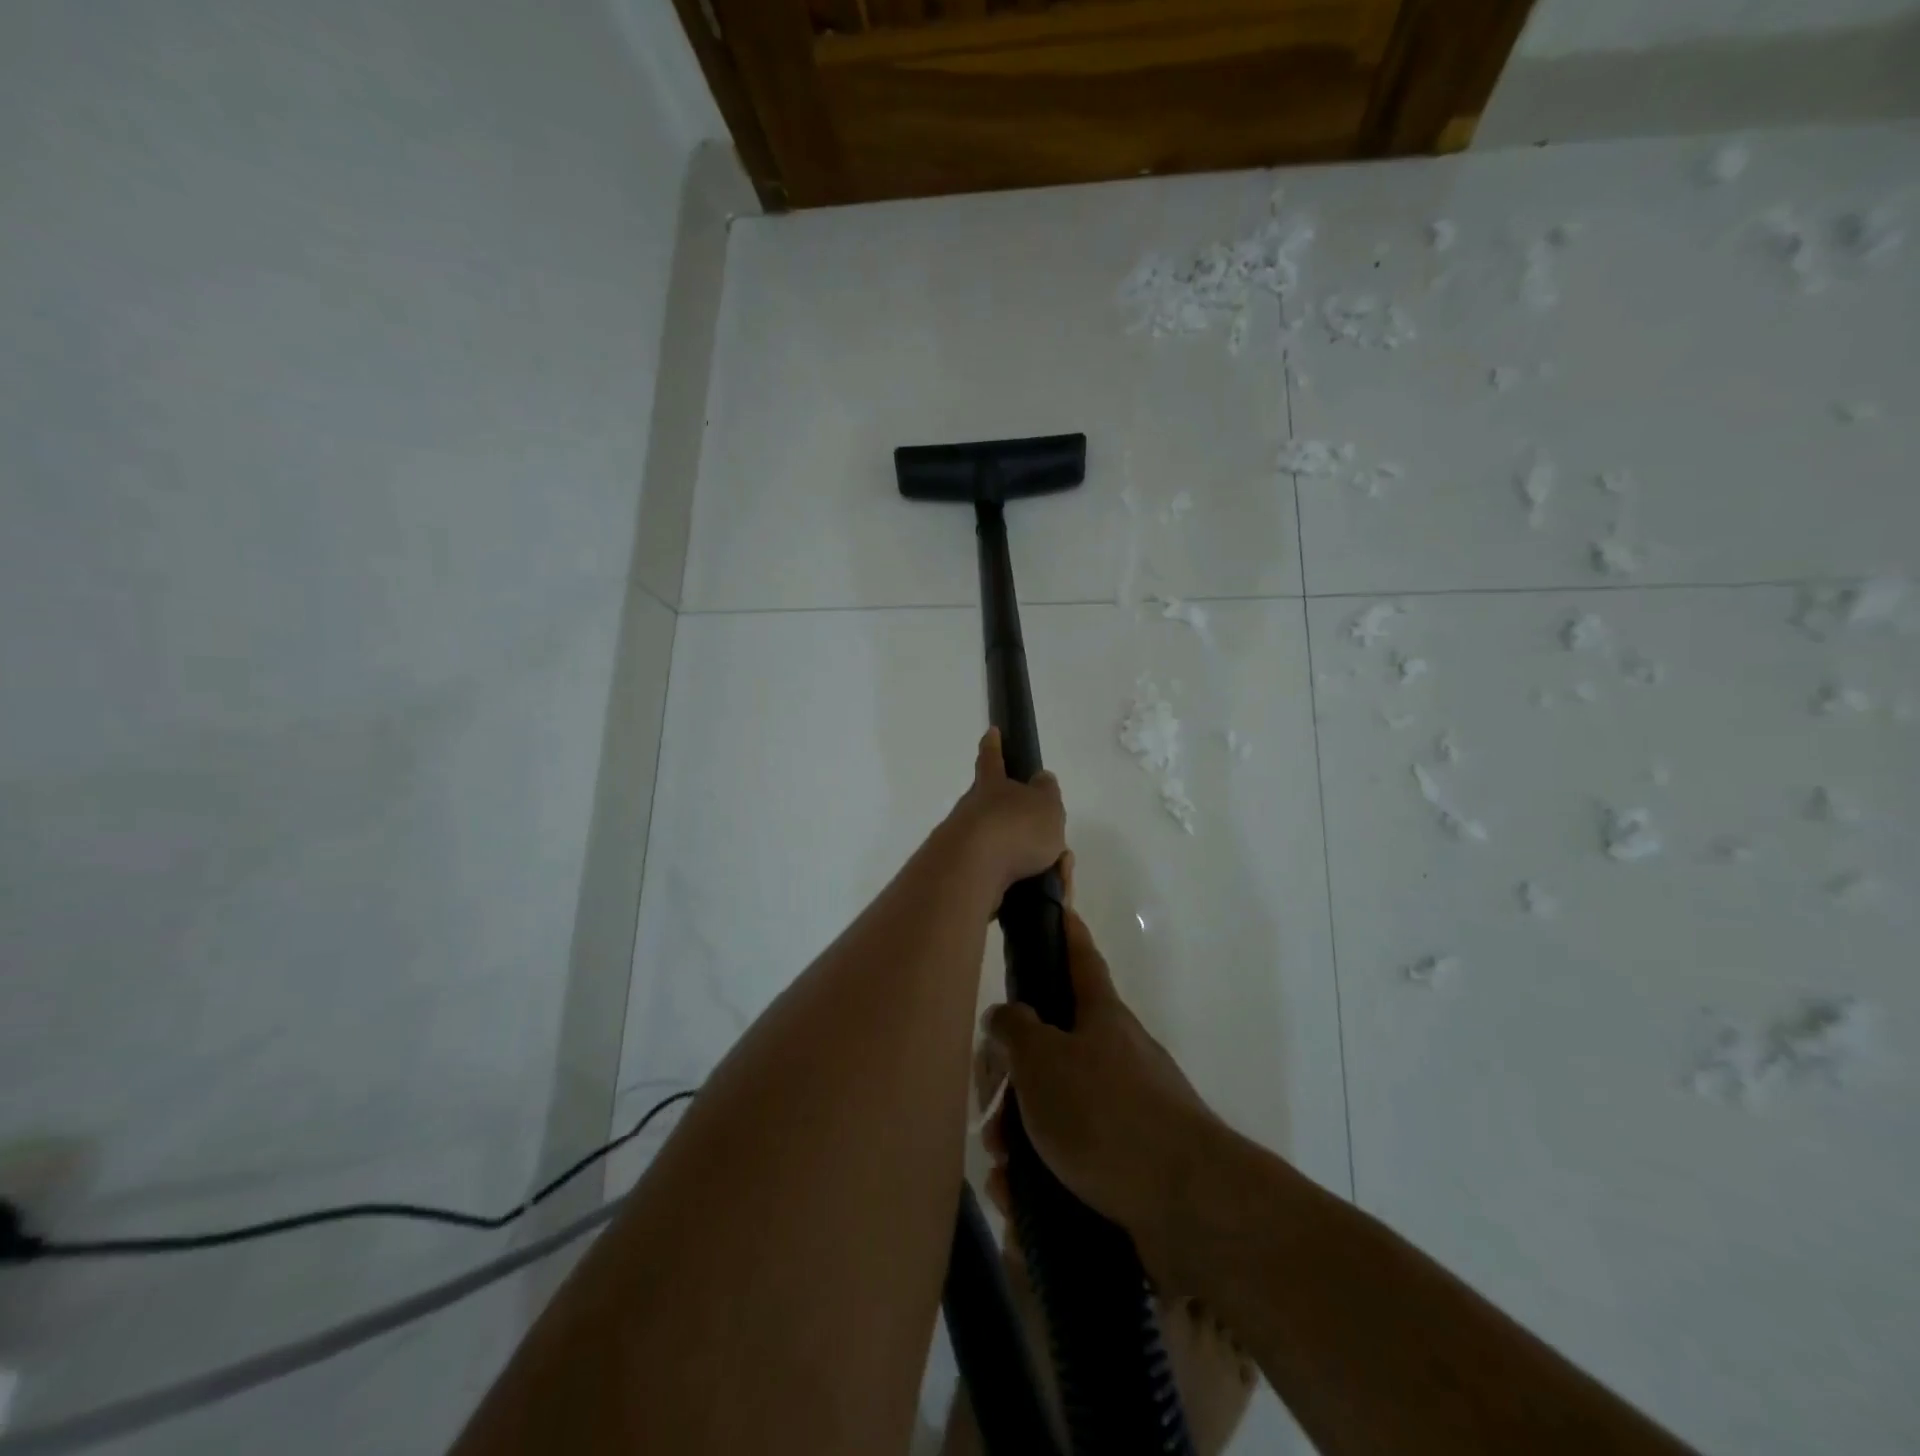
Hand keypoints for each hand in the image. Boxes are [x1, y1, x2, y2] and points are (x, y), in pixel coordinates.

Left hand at [941, 728, 1066, 897]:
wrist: (972, 872)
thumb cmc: (1014, 828)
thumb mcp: (1046, 804)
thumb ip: (1046, 792)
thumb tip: (1041, 779)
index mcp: (992, 786)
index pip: (992, 759)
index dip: (994, 745)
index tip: (991, 731)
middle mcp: (972, 810)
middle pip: (995, 809)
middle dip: (1019, 823)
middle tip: (1046, 842)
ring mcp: (963, 843)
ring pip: (1000, 847)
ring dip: (1027, 860)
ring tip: (1050, 874)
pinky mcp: (963, 875)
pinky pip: (999, 878)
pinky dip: (1019, 884)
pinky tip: (1036, 891)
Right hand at [976, 869, 1222, 1287]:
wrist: (1189, 1206)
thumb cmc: (1106, 1114)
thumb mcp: (1043, 1059)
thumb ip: (1014, 1028)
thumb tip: (1005, 1015)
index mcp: (1101, 1017)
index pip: (1081, 958)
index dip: (1067, 931)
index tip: (1059, 906)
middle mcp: (1118, 1055)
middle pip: (1055, 1048)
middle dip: (1016, 1079)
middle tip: (989, 1110)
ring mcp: (1129, 1109)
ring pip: (1059, 1109)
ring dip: (1023, 1136)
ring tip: (1003, 1170)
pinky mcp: (1132, 1163)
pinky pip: (1075, 1158)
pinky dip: (1043, 1176)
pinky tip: (1021, 1201)